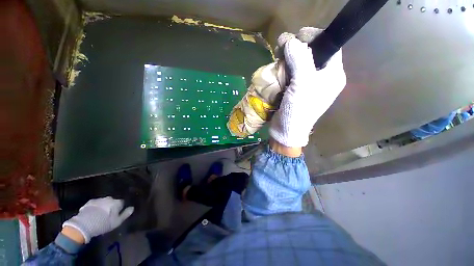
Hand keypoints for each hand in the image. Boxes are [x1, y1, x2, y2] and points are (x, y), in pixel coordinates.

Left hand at [63, 197, 133, 242]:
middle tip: (108, 215)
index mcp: (117, 202)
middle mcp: (109, 198)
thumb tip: (132, 208)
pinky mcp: (89, 202)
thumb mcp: (117, 222)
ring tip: (99, 215)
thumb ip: (125, 214)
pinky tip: (93, 214)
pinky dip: (95, 207)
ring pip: (103, 202)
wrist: (84, 224)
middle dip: (111, 206)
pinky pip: (95, 204)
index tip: (117, 214)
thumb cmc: (103, 224)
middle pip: (112, 201)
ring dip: (103, 206)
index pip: (122, 203)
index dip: (119, 209)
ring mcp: (98, 199)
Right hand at [269, 38, 345, 147]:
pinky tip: (277, 67)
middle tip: (283, 46)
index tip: (298, 35)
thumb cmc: (299, 110)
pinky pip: (292, 73)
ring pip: (301, 63)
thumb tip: (292, 40)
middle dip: (298, 47)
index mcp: (332, 75)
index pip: (330, 46)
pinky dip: (285, 68)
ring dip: (289, 57)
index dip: (315, 37)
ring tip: (278, 54)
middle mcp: (323, 78)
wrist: (287, 131)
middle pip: (314, 54)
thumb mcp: (303, 84)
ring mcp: (308, 84)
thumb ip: (300, 60)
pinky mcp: (296, 90)